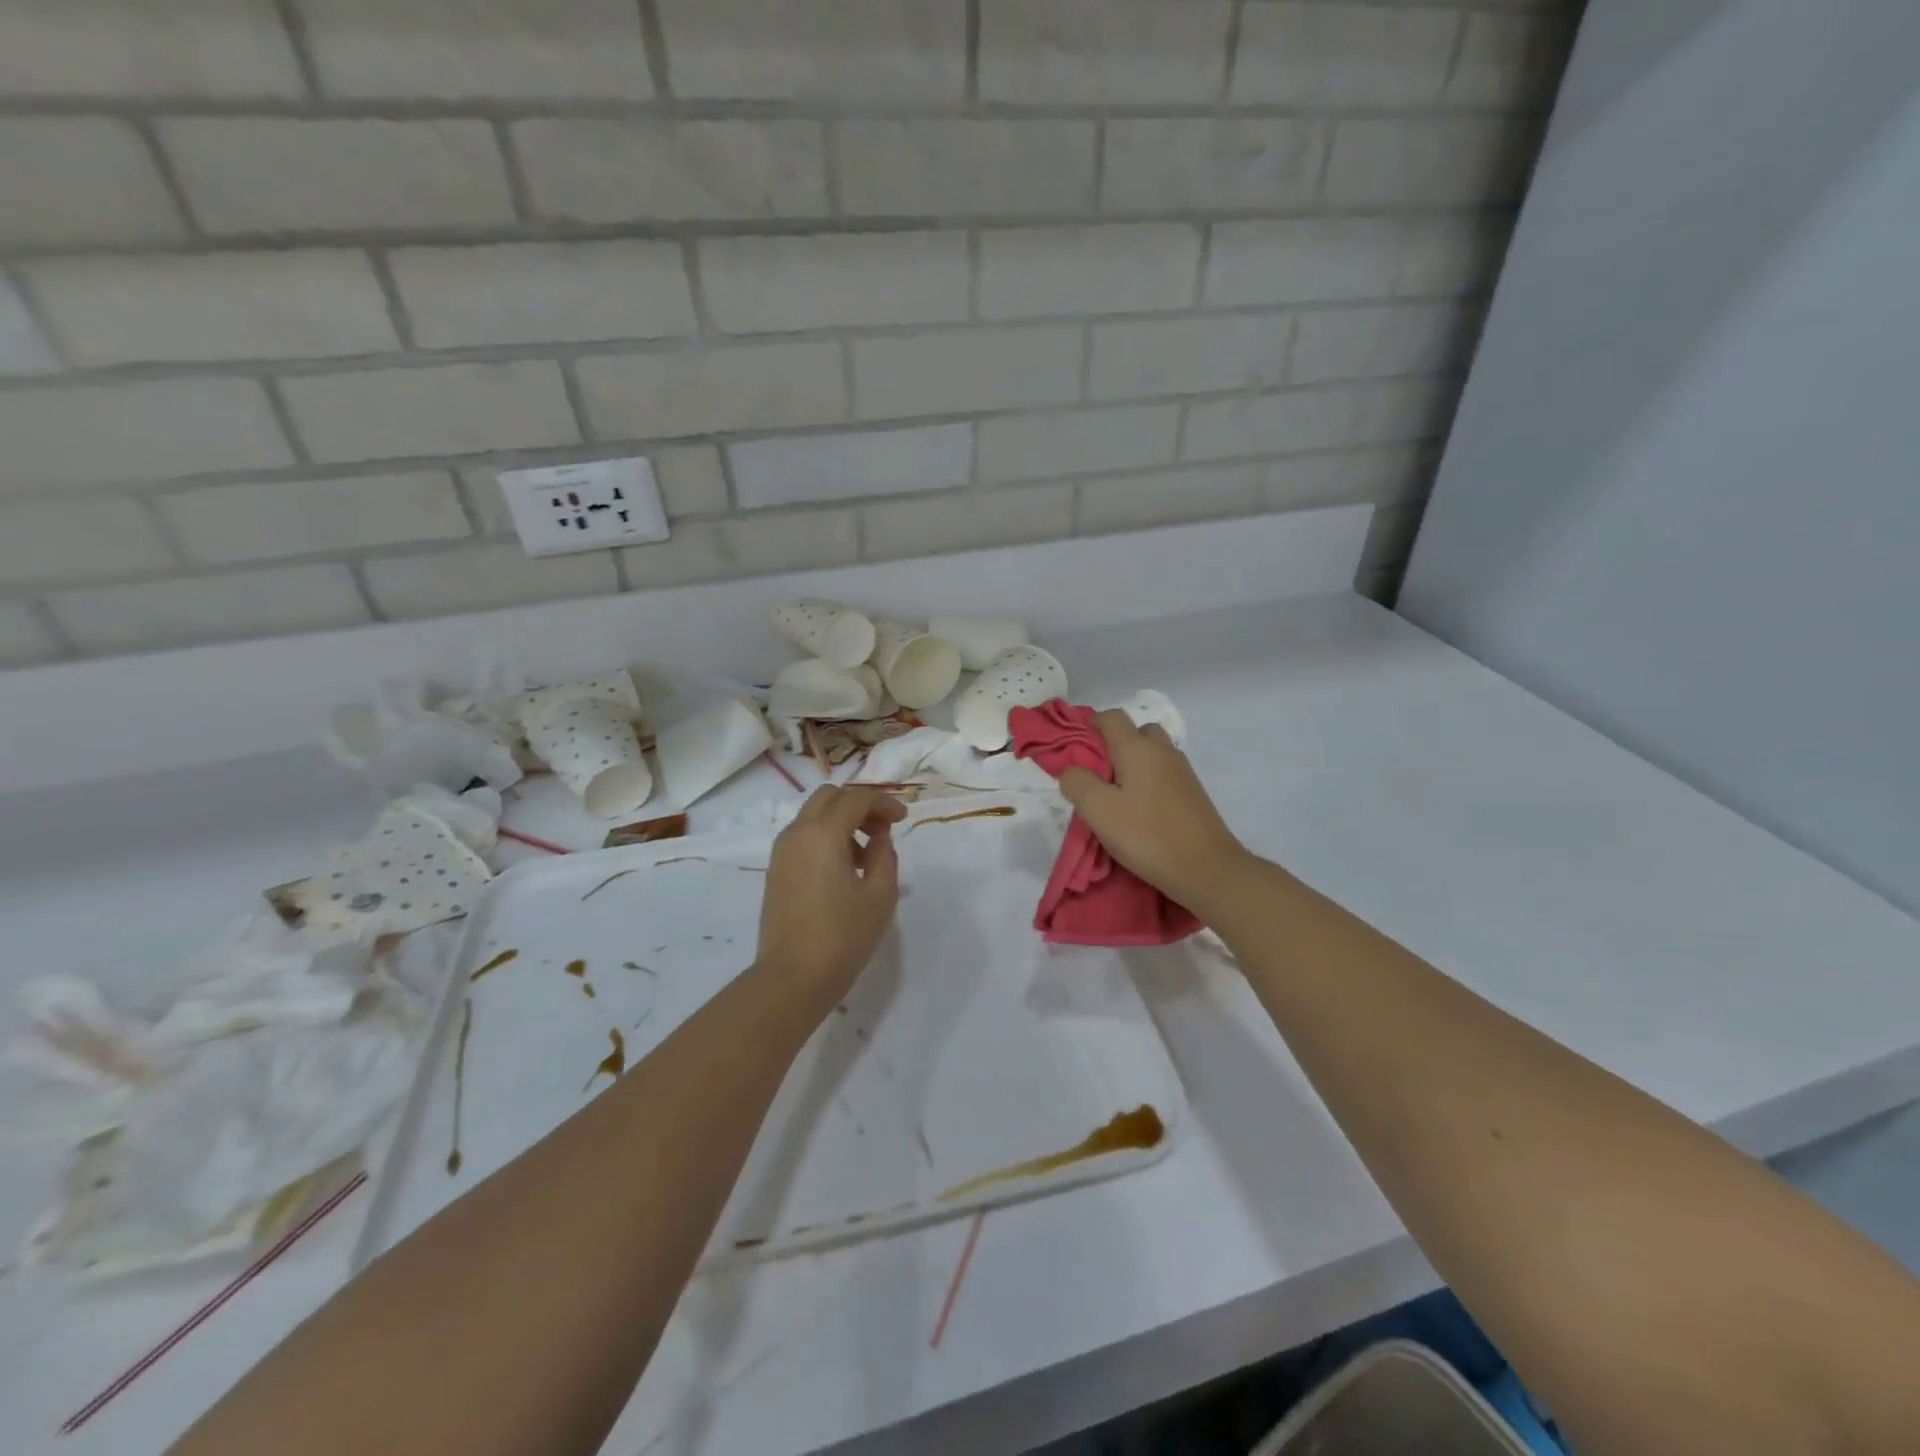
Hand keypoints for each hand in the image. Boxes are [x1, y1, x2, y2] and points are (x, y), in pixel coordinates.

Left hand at [754, 785, 905, 1008]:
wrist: (792, 978)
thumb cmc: (843, 936)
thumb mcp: (880, 895)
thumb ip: (885, 856)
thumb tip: (878, 839)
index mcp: (823, 833)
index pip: (856, 798)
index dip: (884, 803)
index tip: (904, 820)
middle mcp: (797, 833)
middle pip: (829, 797)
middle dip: (859, 804)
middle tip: (883, 828)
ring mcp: (782, 852)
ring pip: (813, 816)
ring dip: (841, 821)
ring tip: (866, 854)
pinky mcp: (776, 872)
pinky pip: (803, 837)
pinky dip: (825, 838)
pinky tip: (844, 869)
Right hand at [1057, 710, 1252, 915]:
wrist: (1208, 869)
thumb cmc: (1148, 835)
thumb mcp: (1098, 810)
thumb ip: (1077, 783)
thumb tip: (1071, 770)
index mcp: (1137, 748)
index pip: (1111, 717)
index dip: (1089, 724)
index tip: (1074, 750)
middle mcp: (1162, 751)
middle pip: (1136, 731)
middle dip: (1113, 744)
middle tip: (1097, 774)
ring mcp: (1182, 771)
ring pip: (1151, 753)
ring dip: (1131, 764)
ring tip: (1116, 795)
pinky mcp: (1192, 792)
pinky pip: (1163, 773)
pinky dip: (1147, 780)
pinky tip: (1140, 809)